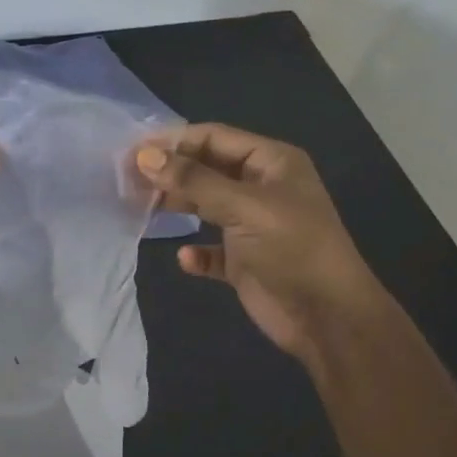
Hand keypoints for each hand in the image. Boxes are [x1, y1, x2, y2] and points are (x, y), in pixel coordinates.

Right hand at [134, 124, 380, 359]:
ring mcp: (252, 225)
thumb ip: (193, 180)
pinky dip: (196, 252)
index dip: (174, 141)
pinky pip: (211, 249)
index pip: (214, 137)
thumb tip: (144, 157)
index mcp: (271, 163)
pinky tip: (185, 258)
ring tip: (140, 209)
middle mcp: (261, 188)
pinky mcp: (244, 260)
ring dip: (176, 206)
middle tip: (127, 179)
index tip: (132, 150)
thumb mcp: (244, 207)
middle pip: (205, 169)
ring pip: (204, 206)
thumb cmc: (292, 248)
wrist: (329, 319)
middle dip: (170, 172)